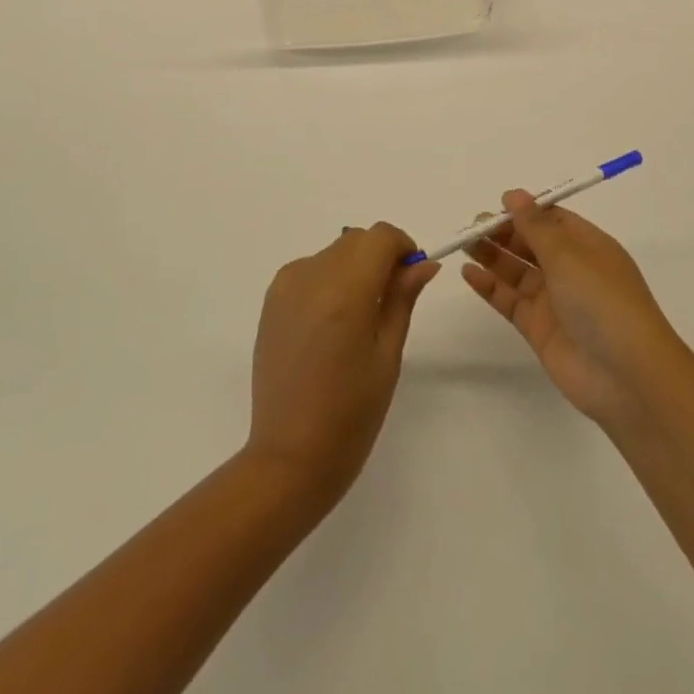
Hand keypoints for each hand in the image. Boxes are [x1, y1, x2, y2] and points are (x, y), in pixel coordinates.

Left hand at [245, 223, 439, 506]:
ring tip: (359, 317)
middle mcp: (311, 277)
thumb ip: (402, 298)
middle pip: (355, 240)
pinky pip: (309, 270)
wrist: (289, 456)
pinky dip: (328, 279)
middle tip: (391, 300)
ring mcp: (285, 287)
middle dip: (379, 257)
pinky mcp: (270, 301)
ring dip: (353, 267)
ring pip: (333, 253)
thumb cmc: (352, 413)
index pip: (379, 236)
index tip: (411, 276)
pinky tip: (331, 323)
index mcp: (345, 292)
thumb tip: (423, 263)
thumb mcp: (388, 354)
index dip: (402, 247)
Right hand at [462, 191, 685, 424]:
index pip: (552, 220)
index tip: (496, 206)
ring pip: (517, 271)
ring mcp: (554, 300)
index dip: (525, 211)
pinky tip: (468, 273)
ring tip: (464, 243)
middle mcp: (571, 270)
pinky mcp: (538, 328)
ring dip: (492, 256)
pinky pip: (509, 300)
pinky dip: (489, 286)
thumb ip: (535, 225)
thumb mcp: (569, 254)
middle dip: (503, 233)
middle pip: (531, 244)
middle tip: (473, 225)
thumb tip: (513, 195)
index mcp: (588, 246)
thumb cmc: (602, 300)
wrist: (626, 375)